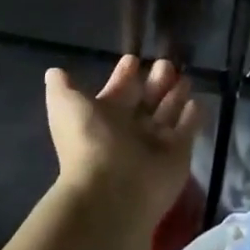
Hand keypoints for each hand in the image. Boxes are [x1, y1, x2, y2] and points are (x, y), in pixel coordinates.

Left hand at [44, 55, 201, 229]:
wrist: (112, 191)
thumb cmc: (89, 142)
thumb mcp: (66, 107)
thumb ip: (62, 88)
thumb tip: (53, 72)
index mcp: (104, 116)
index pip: (118, 90)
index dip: (124, 74)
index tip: (133, 59)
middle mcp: (130, 128)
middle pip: (146, 98)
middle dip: (156, 80)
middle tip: (166, 63)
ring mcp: (155, 142)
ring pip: (169, 111)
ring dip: (176, 94)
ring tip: (185, 77)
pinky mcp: (179, 154)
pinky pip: (188, 129)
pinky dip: (193, 116)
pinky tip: (196, 101)